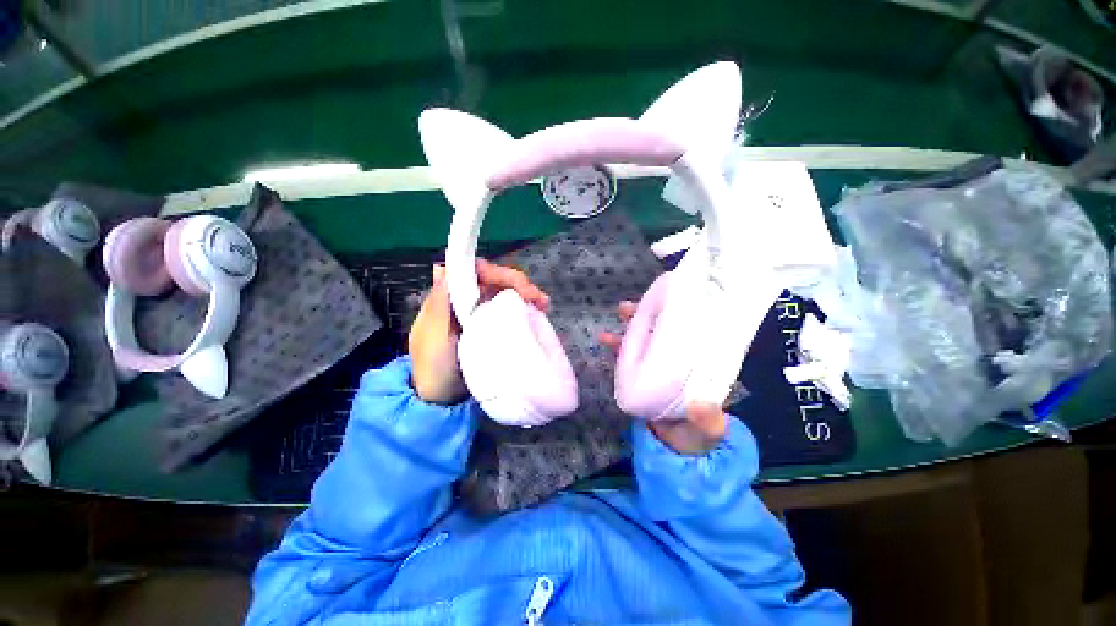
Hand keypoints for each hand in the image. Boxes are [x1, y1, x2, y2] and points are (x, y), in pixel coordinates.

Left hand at [409, 259, 550, 404]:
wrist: (443, 401)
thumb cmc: (434, 367)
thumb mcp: (432, 335)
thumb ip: (438, 303)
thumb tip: (442, 267)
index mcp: (449, 299)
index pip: (473, 272)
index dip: (495, 272)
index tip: (516, 284)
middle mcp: (466, 302)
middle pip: (493, 281)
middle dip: (517, 283)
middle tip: (538, 297)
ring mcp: (481, 316)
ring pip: (505, 294)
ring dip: (525, 294)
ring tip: (544, 304)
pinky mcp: (493, 330)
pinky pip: (510, 311)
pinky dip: (525, 309)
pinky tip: (539, 313)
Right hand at [600, 301, 727, 454]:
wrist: (676, 451)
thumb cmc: (698, 435)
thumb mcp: (707, 429)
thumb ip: (706, 421)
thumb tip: (702, 406)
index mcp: (696, 364)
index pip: (687, 334)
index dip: (675, 317)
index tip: (665, 302)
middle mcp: (675, 360)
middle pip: (661, 332)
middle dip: (646, 315)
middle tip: (630, 306)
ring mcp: (656, 367)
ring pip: (643, 340)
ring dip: (630, 327)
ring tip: (618, 313)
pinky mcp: (640, 376)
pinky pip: (628, 357)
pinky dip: (618, 346)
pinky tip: (605, 339)